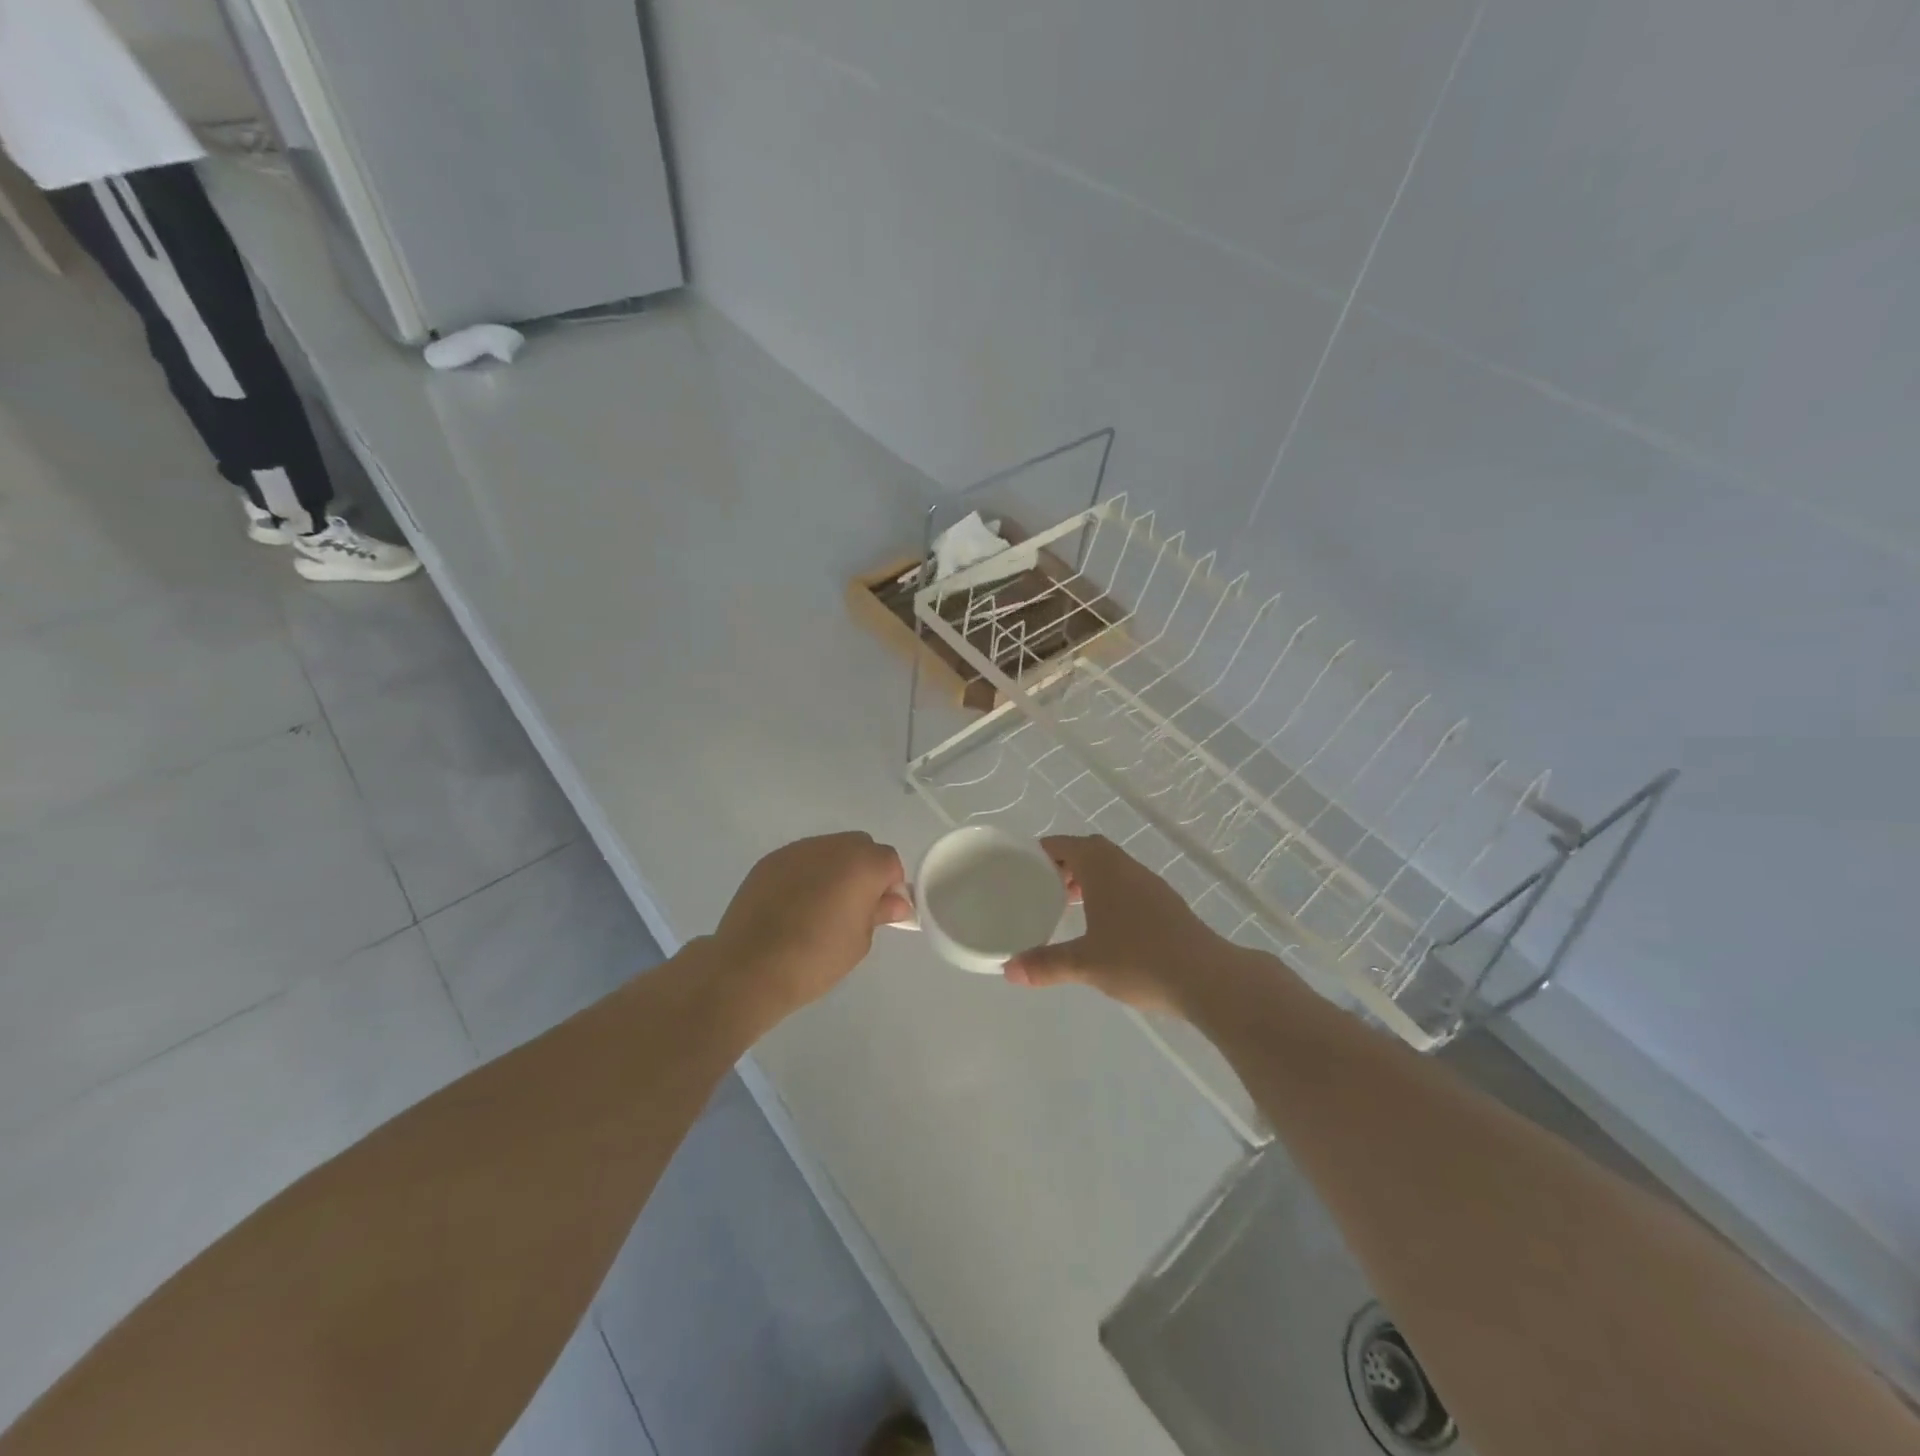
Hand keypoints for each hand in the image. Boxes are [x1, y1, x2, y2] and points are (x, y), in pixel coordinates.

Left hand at [709, 832, 910, 1018]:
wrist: (749, 967)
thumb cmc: (815, 958)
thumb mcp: (859, 941)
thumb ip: (879, 912)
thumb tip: (895, 902)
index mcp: (861, 864)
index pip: (890, 861)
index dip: (889, 886)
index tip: (879, 911)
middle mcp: (831, 847)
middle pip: (860, 847)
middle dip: (864, 871)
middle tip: (852, 908)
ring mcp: (797, 850)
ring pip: (829, 850)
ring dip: (834, 870)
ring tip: (819, 908)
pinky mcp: (769, 861)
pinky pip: (800, 860)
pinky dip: (805, 875)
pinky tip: (793, 906)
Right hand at [1005, 835, 1235, 1015]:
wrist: (1207, 978)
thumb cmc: (1139, 960)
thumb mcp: (1085, 964)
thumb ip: (1045, 964)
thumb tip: (1008, 971)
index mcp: (1103, 869)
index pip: (1066, 844)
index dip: (1043, 851)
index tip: (1023, 866)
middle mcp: (1127, 867)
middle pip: (1090, 851)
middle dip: (1065, 865)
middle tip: (1044, 888)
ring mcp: (1151, 884)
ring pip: (1112, 868)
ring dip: (1089, 879)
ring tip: (1070, 906)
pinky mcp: (1167, 904)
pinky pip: (1128, 885)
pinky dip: (1110, 894)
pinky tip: (1105, 926)